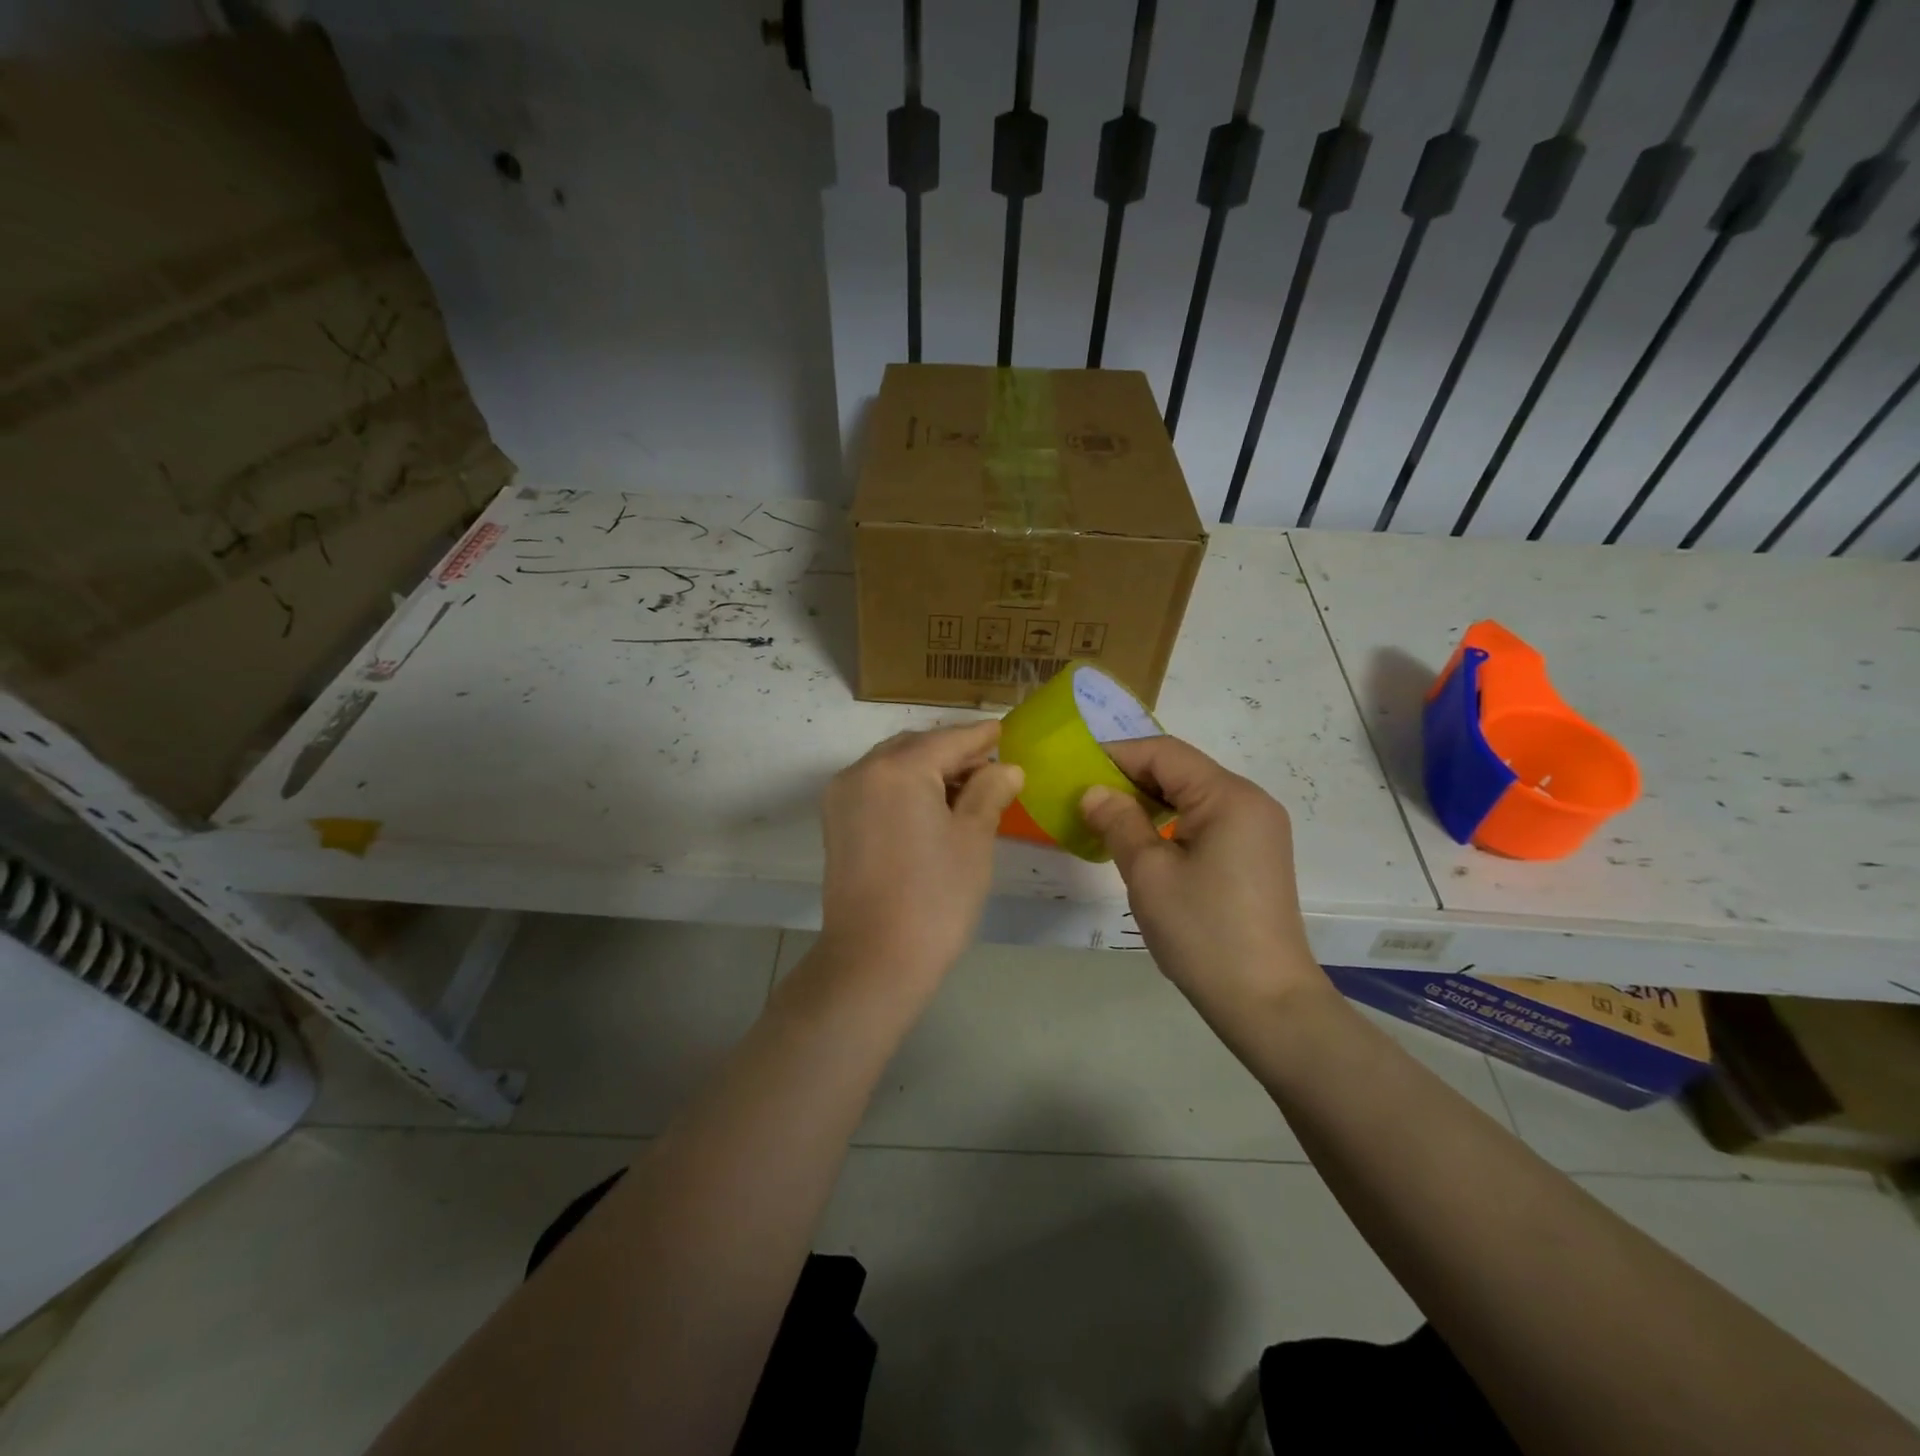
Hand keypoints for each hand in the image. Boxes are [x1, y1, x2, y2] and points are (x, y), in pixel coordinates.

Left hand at [816, 721, 1023, 991]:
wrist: (874, 960)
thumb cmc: (935, 897)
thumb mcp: (973, 839)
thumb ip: (989, 792)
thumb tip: (1006, 769)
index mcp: (898, 769)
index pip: (948, 741)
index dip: (980, 737)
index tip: (1003, 731)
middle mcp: (862, 772)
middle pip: (916, 747)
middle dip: (953, 753)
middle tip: (991, 768)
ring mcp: (843, 797)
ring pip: (893, 766)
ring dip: (928, 769)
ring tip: (967, 790)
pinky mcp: (836, 823)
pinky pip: (876, 787)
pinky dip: (905, 787)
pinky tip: (932, 806)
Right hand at [1080, 736, 1325, 1022]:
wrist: (1266, 1002)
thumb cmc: (1203, 932)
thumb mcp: (1149, 874)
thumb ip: (1118, 822)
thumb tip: (1094, 791)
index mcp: (1229, 796)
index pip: (1164, 753)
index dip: (1117, 754)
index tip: (1075, 768)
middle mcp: (1250, 801)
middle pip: (1181, 770)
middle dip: (1130, 777)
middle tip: (1084, 796)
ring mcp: (1257, 829)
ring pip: (1192, 795)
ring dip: (1149, 801)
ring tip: (1106, 818)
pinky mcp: (1255, 854)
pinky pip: (1205, 820)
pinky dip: (1170, 821)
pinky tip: (1143, 841)